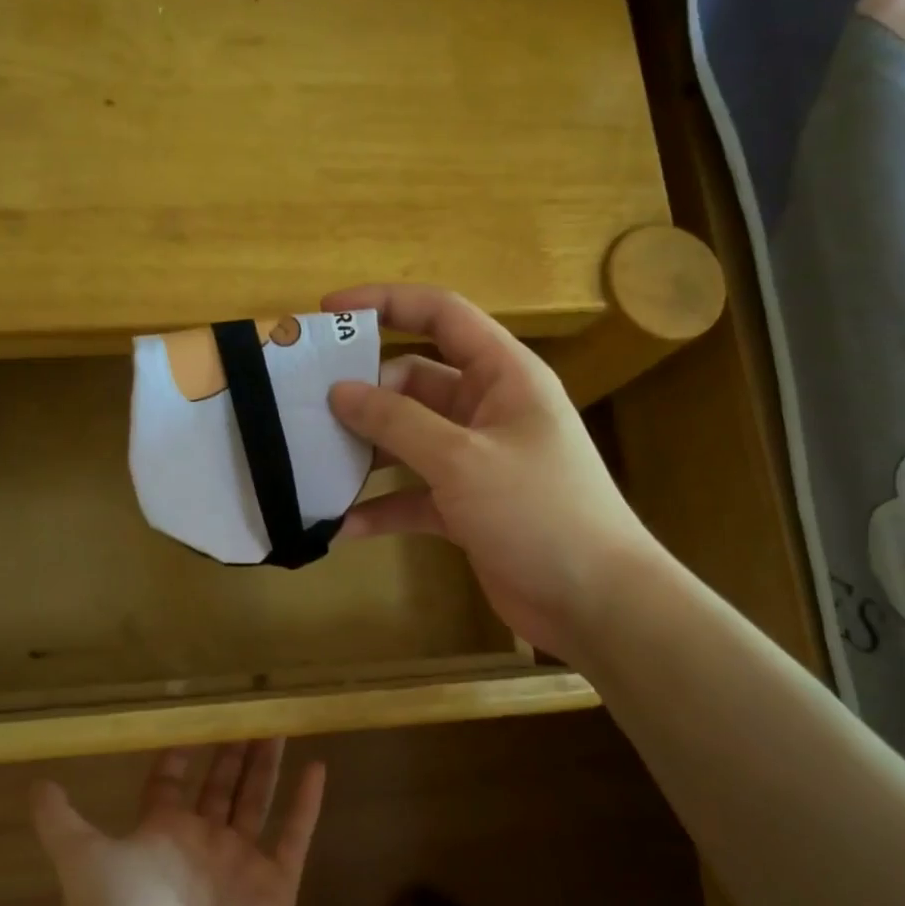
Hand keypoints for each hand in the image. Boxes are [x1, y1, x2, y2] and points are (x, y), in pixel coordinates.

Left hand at [31, 742, 326, 905]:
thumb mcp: (83, 861)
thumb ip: (61, 822)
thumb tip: (34, 785)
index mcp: (162, 833)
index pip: (171, 783)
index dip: (179, 754)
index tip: (194, 717)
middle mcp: (202, 842)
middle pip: (221, 785)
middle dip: (232, 750)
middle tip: (248, 709)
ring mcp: (241, 863)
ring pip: (258, 799)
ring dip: (268, 764)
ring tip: (279, 724)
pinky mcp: (276, 885)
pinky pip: (295, 834)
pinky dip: (307, 803)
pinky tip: (317, 766)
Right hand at [324, 283, 664, 663]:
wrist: (595, 602)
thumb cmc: (538, 511)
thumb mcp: (462, 459)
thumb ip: (397, 422)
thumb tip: (340, 391)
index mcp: (503, 375)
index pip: (441, 315)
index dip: (386, 303)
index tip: (328, 313)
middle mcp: (487, 409)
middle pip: (414, 381)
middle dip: (365, 392)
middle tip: (309, 408)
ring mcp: (476, 460)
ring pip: (408, 439)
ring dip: (367, 451)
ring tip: (314, 462)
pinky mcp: (466, 507)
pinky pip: (413, 495)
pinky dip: (382, 507)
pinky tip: (342, 525)